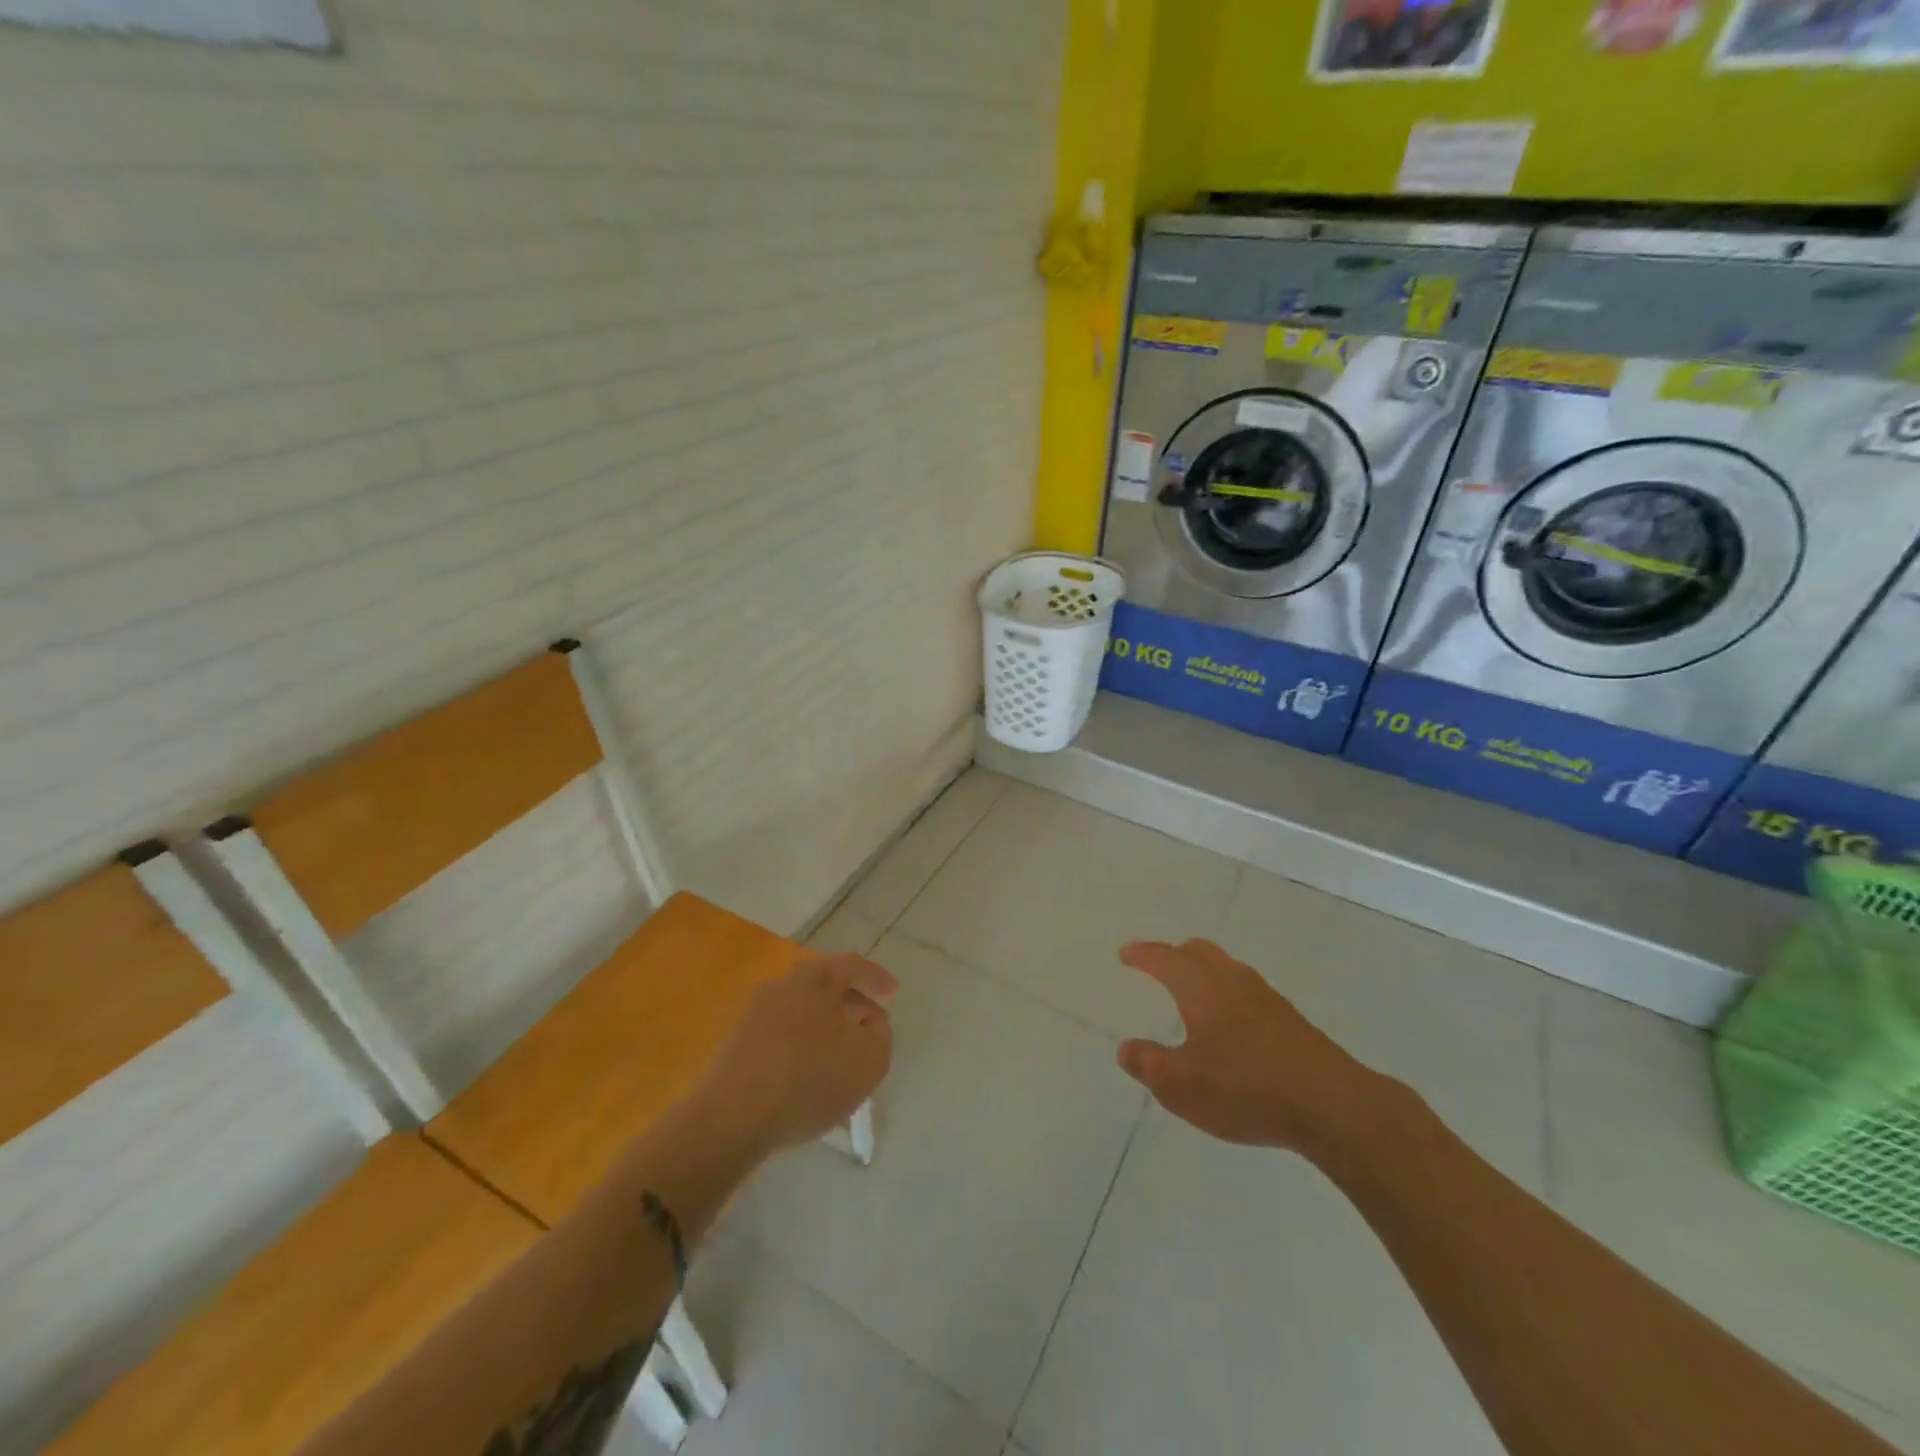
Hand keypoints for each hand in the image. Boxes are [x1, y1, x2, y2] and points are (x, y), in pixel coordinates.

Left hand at [695, 952, 896, 1155]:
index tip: (893, 993)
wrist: (730, 1119)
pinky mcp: (737, 1046)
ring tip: (843, 1056)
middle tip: (871, 1026)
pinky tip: (811, 1076)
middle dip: (851, 1004)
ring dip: (826, 1027)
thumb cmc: (809, 1079)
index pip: (851, 965)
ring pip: (802, 1011)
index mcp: (813, 978)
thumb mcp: (869, 1059)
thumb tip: (871, 1022)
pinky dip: (803, 1047)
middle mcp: (781, 986)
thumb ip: (881, 1034)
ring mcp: (753, 1015)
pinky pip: (782, 1036)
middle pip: (824, 986)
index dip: (875, 977)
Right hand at [1117, 939, 1380, 1154]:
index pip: (1165, 958)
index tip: (1127, 953)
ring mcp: (1266, 998)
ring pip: (1227, 969)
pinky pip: (1248, 992)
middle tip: (1158, 967)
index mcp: (1201, 987)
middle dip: (1175, 955)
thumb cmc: (1246, 1089)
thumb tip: (1126, 1048)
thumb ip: (1149, 1064)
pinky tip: (1231, 1026)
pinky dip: (1228, 995)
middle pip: (1199, 952)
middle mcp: (1232, 981)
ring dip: (1205, 973)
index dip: (1143, 954)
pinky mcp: (1291, 1021)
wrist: (1332, 1105)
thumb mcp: (1182, 1086)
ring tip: (1192, 995)